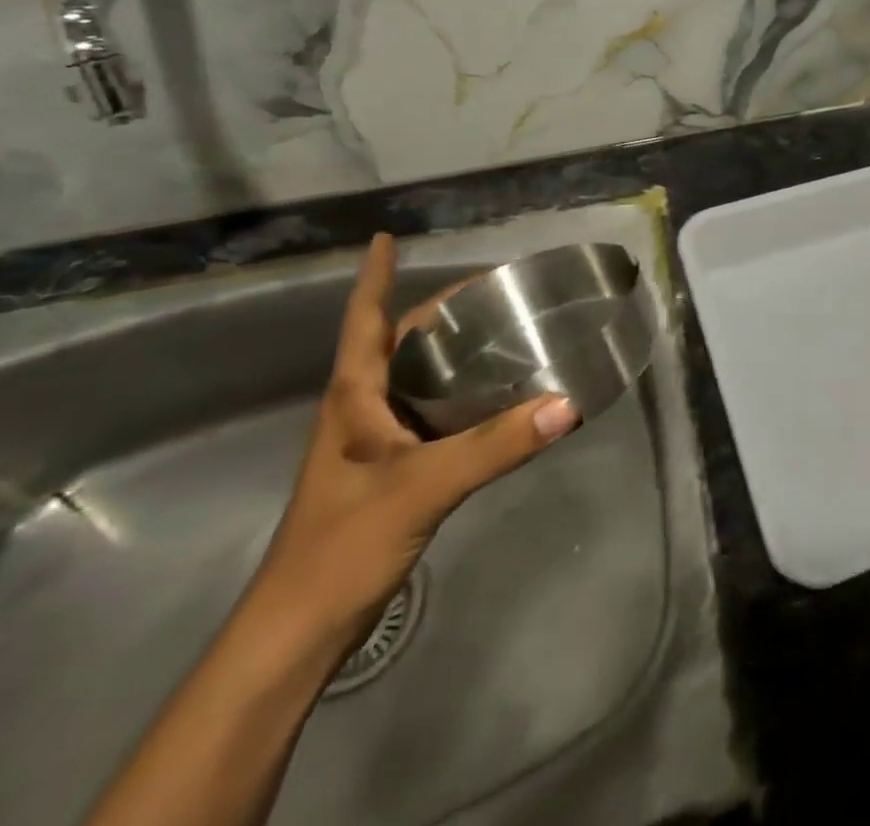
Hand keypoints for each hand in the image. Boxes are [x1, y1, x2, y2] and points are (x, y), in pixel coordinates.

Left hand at [252, 234, 579, 643]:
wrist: (301, 632)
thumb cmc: (342, 544)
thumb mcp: (423, 486)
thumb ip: (496, 445)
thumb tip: (568, 403)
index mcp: (353, 396)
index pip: (363, 320)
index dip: (374, 277)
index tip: (387, 237)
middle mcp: (361, 409)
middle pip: (399, 342)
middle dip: (438, 311)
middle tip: (493, 289)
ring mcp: (375, 442)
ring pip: (418, 378)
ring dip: (453, 351)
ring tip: (505, 330)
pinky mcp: (394, 471)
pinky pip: (434, 413)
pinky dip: (463, 395)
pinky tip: (498, 397)